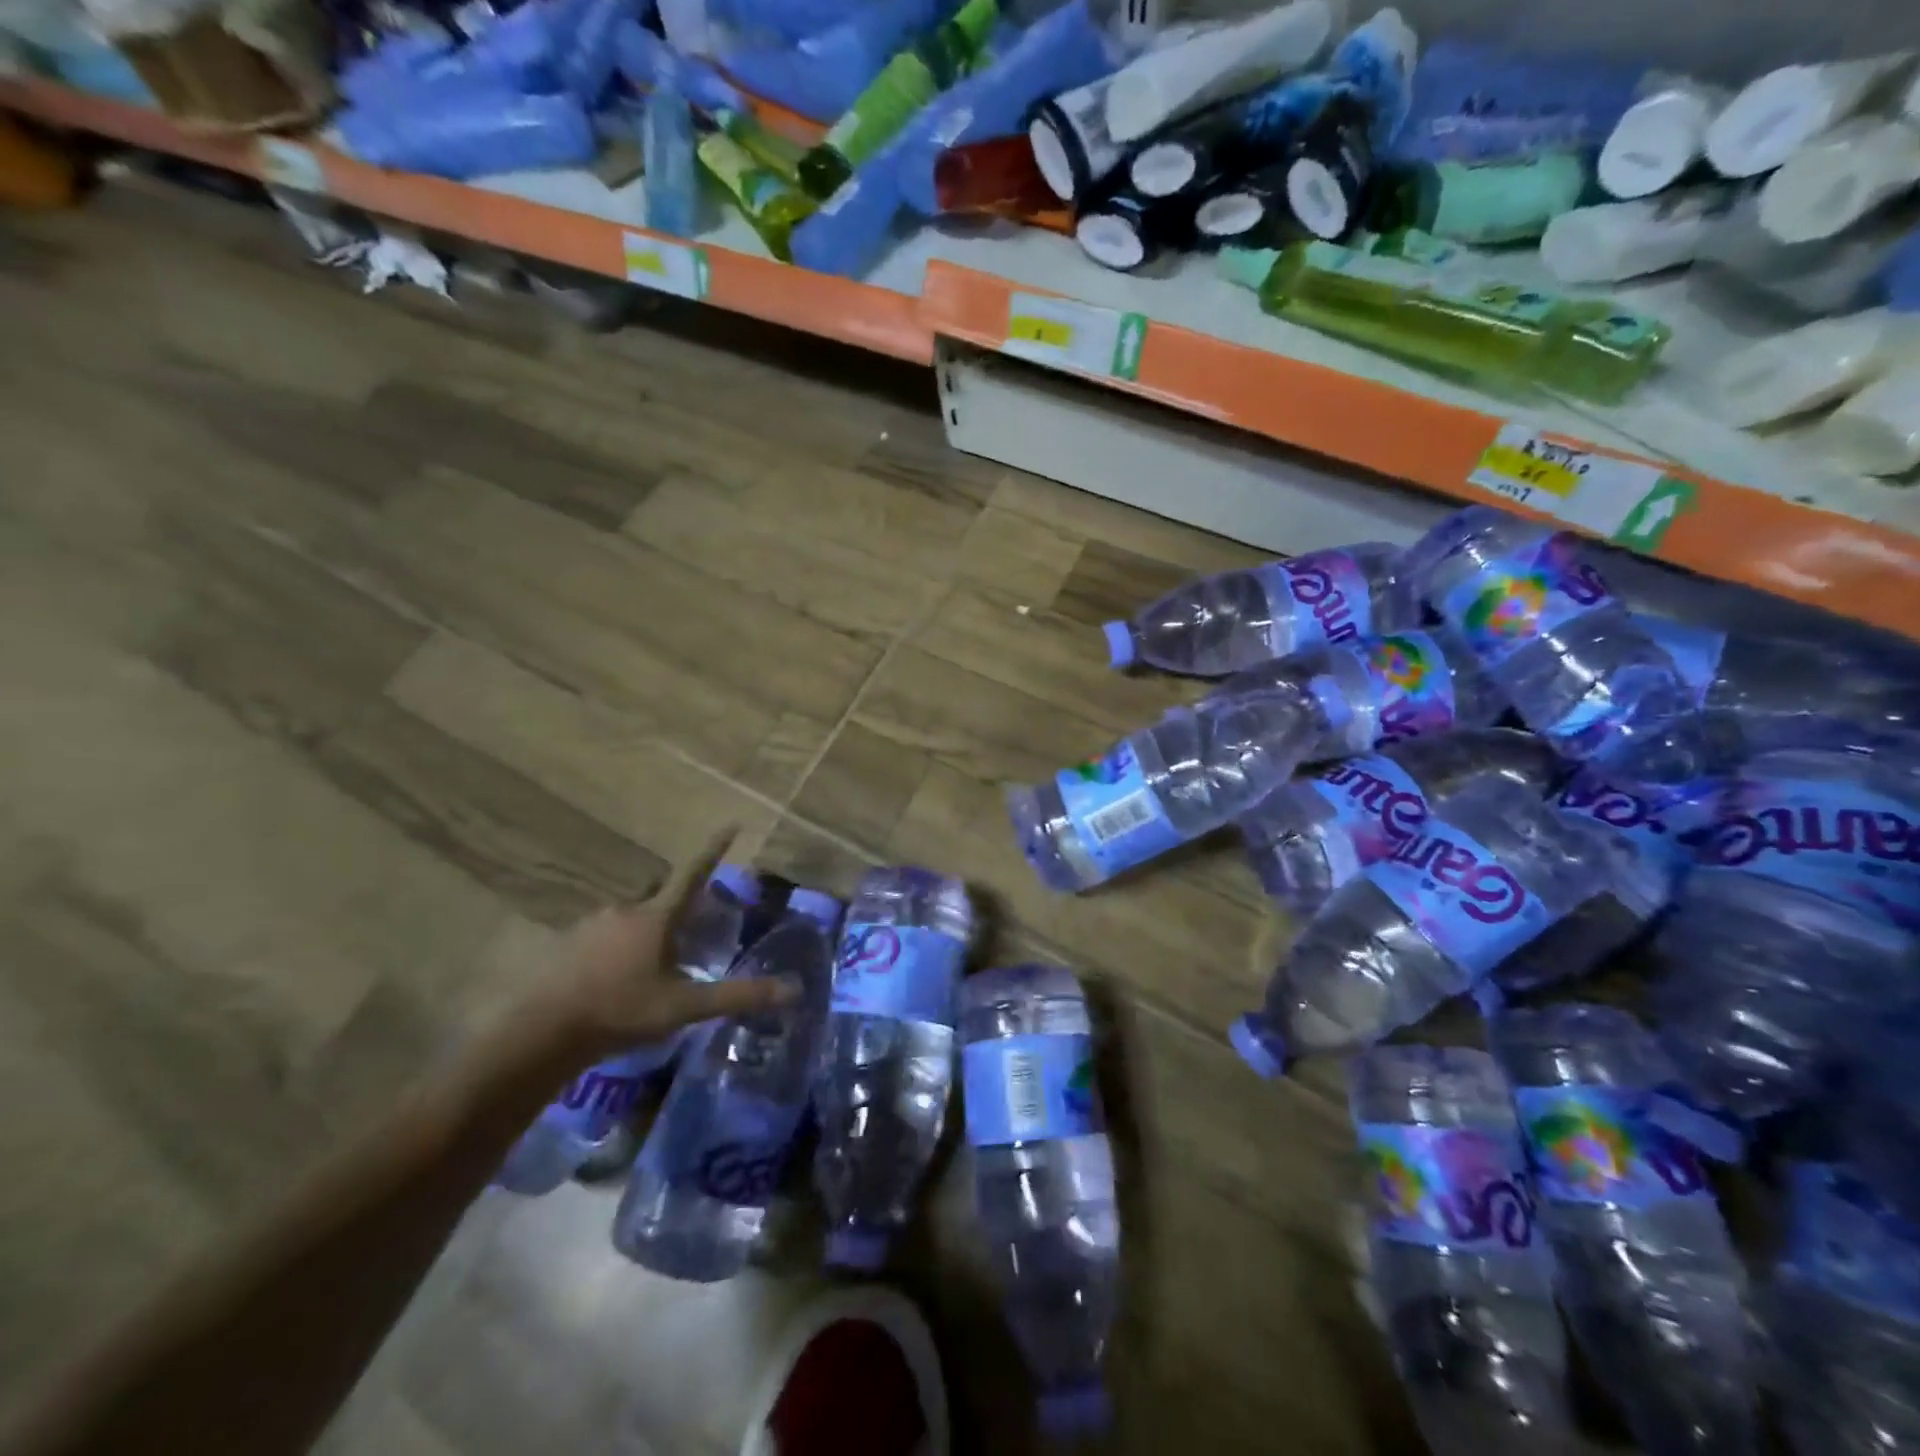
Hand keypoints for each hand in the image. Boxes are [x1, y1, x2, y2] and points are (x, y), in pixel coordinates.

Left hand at [527, 826, 796, 1062]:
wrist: (541, 1033)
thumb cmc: (621, 1011)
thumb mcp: (685, 1007)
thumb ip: (737, 996)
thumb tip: (793, 990)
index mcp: (657, 917)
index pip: (694, 873)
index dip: (715, 849)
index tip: (732, 824)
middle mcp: (625, 910)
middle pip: (658, 893)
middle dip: (674, 902)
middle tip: (687, 928)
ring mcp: (590, 925)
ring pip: (627, 915)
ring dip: (642, 929)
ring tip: (649, 964)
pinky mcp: (565, 944)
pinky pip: (600, 934)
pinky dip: (613, 947)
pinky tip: (612, 978)